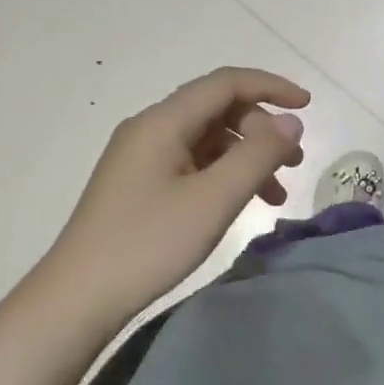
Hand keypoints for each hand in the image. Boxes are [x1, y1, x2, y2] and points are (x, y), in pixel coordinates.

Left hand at [46, 67, 308, 309]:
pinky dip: (225, 175)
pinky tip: (242, 203)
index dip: (271, 87)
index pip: (226, 83)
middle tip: (293, 163)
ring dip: (247, 156)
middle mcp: (150, 129)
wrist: (76, 300)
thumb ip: (258, 154)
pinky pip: (193, 163)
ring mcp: (142, 157)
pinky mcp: (140, 184)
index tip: (307, 106)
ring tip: (277, 192)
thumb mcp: (214, 199)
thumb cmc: (148, 243)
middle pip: (218, 109)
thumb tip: (291, 122)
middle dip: (262, 129)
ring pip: (208, 139)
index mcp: (163, 121)